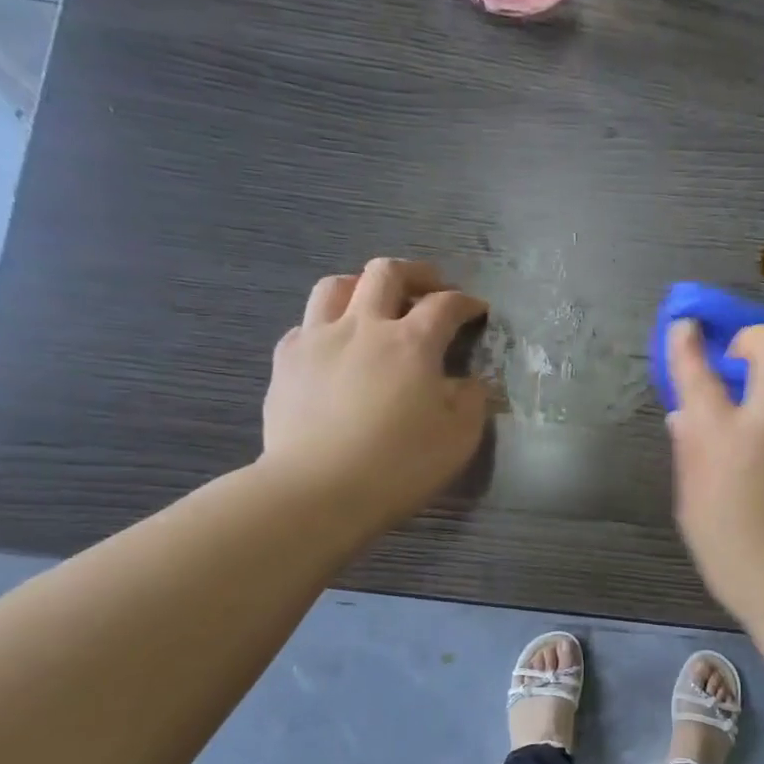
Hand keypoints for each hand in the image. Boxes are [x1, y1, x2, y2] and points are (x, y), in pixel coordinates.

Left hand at [260, 258, 489, 525]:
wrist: (318, 489)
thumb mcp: (459, 438)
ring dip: (362, 285)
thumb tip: (467, 382)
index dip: (465, 302)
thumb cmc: (399, 465)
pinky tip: (334, 344)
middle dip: (415, 273)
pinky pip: (306, 323)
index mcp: (412, 343)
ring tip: (374, 301)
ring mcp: (318, 339)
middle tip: (430, 287)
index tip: (477, 310)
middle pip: (387, 273)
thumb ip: (470, 401)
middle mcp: (364, 326)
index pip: (444, 305)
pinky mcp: (286, 360)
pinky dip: (327, 323)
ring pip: (337, 285)